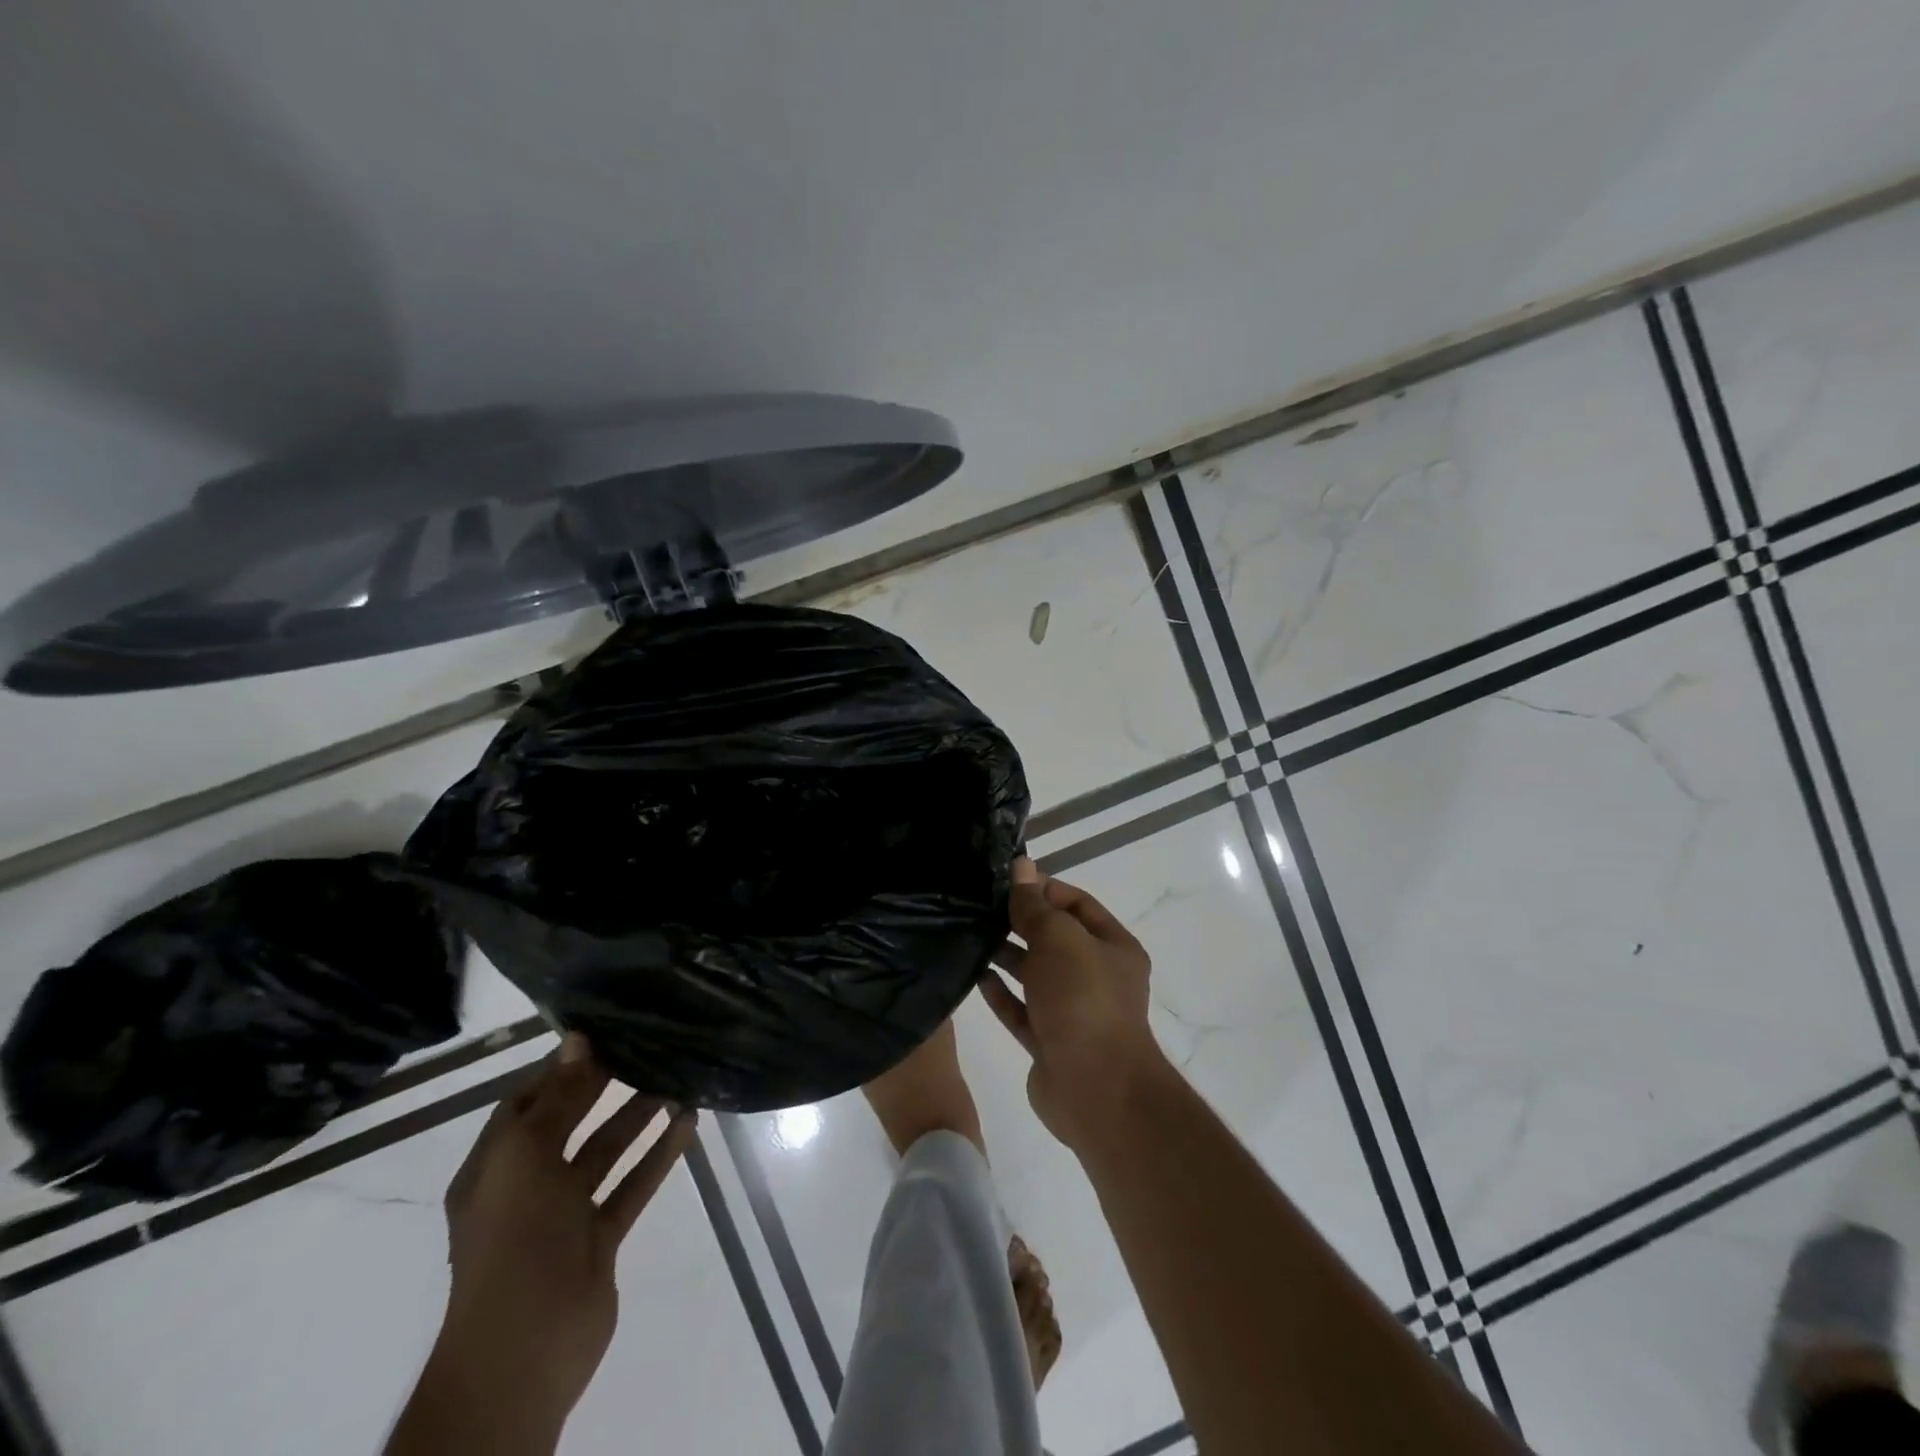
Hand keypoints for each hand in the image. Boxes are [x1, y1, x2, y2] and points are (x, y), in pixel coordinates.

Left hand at [429, 1035, 696, 1438]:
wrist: (525, 1347)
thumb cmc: (514, 1240)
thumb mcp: (525, 1159)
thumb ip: (556, 1099)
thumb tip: (577, 1040)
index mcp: (495, 1167)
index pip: (525, 1102)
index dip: (559, 1068)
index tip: (602, 1033)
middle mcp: (527, 1185)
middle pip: (570, 1122)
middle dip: (604, 1086)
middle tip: (647, 1046)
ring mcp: (565, 1213)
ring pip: (607, 1151)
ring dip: (638, 1117)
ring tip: (677, 1079)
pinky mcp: (599, 1237)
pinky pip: (632, 1185)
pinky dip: (658, 1155)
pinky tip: (687, 1123)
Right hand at [979, 858, 1163, 1151]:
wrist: (1095, 1090)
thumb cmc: (1083, 1000)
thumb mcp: (1059, 939)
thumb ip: (1035, 905)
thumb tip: (1021, 864)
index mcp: (1112, 947)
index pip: (1077, 904)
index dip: (1044, 888)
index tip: (1005, 881)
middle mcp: (1096, 976)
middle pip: (1054, 939)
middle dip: (1021, 921)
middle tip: (980, 905)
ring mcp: (1072, 1012)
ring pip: (1035, 975)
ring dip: (1007, 955)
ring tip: (971, 935)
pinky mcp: (1048, 1042)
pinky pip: (1021, 1009)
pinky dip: (1000, 993)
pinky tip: (975, 975)